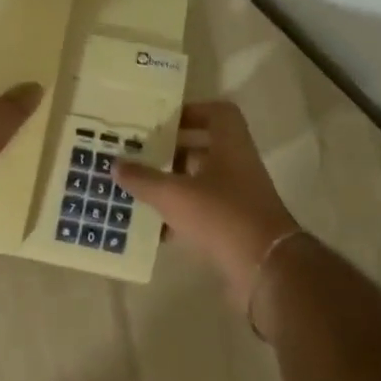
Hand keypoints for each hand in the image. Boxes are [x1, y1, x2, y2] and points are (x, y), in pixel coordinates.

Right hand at [115, 102, 302, 307]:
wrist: (265, 269)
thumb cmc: (221, 216)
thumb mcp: (174, 195)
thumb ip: (143, 179)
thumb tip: (115, 164)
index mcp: (231, 147)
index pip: (218, 113)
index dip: (192, 111)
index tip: (163, 122)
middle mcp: (238, 167)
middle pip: (204, 149)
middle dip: (172, 152)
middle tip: (140, 154)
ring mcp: (239, 198)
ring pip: (201, 182)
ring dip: (173, 184)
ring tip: (139, 189)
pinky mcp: (235, 227)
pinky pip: (202, 213)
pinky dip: (180, 217)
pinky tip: (153, 228)